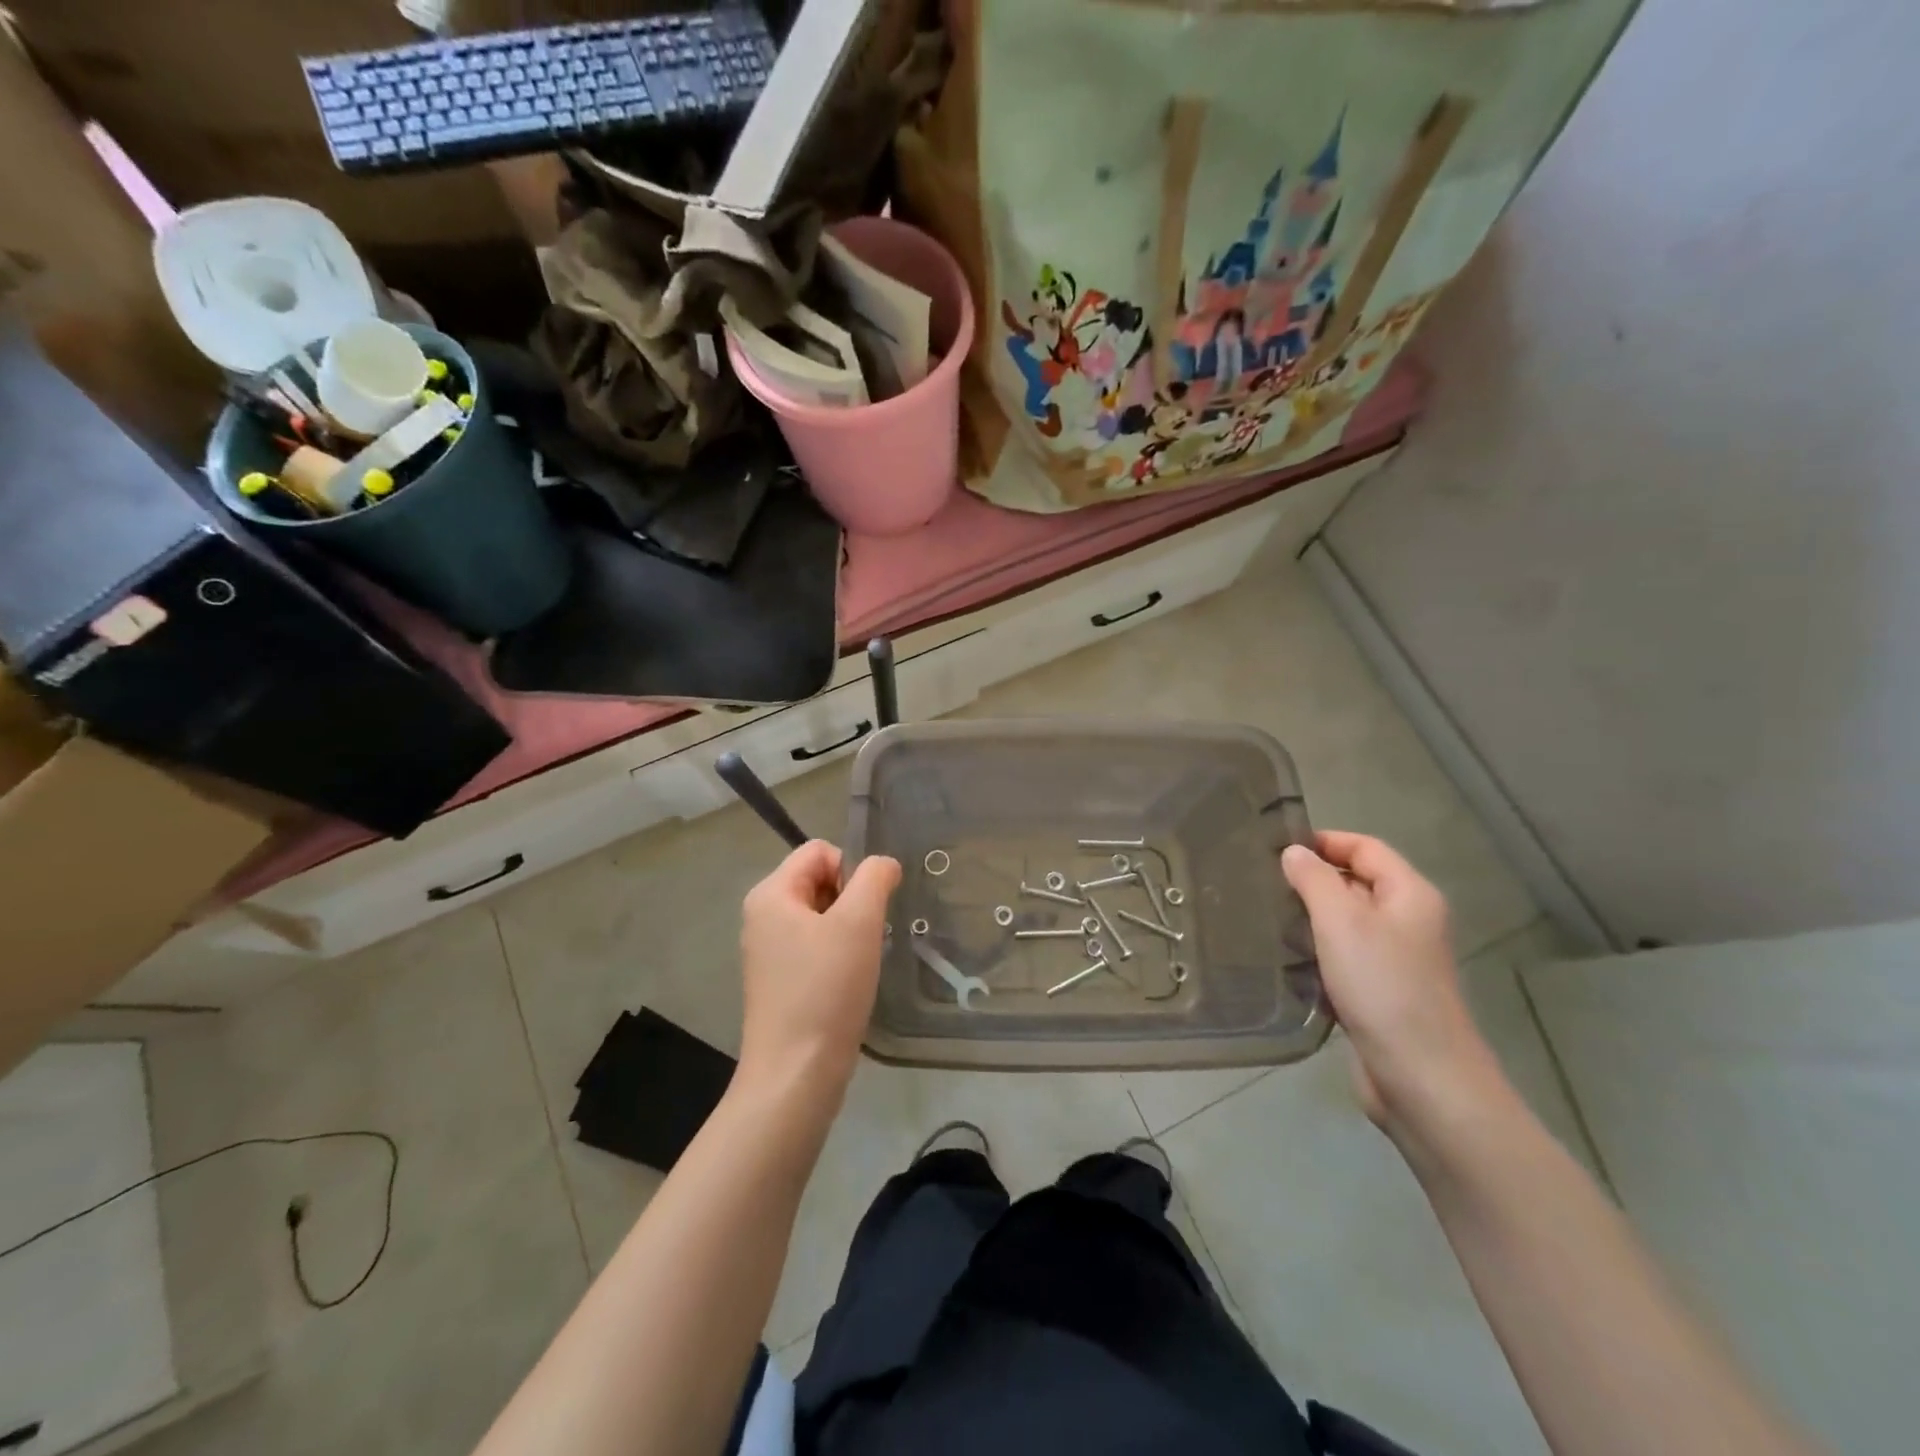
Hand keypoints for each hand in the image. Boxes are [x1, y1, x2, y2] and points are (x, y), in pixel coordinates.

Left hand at [738, 841, 900, 1105]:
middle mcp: (762, 916)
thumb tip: (884, 864)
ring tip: (859, 961)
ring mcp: (768, 951)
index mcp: (770, 894)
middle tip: (866, 936)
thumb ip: (874, 878)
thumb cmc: (826, 989)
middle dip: (851, 900)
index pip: (819, 850)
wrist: (796, 1073)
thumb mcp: (858, 922)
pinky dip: (838, 955)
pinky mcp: (779, 981)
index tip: (867, 909)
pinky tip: (849, 982)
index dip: (852, 870)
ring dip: (848, 929)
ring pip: (821, 915)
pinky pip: (815, 946)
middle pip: (819, 880)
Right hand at [1282, 832, 1504, 1136]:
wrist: (1421, 1079)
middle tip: (1263, 882)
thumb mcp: (1341, 921)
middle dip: (1313, 879)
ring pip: (1347, 923)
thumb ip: (1315, 879)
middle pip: (1357, 883)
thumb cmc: (1383, 987)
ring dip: (1310, 919)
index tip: (1276, 848)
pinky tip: (1286, 960)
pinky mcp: (1381, 994)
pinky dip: (1317, 954)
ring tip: (1266, 917)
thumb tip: (1294, 852)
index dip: (1325, 841)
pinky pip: (1344, 959)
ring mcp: (1396, 960)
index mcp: (1410, 895)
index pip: (1366, 848)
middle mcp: (1408, 922)